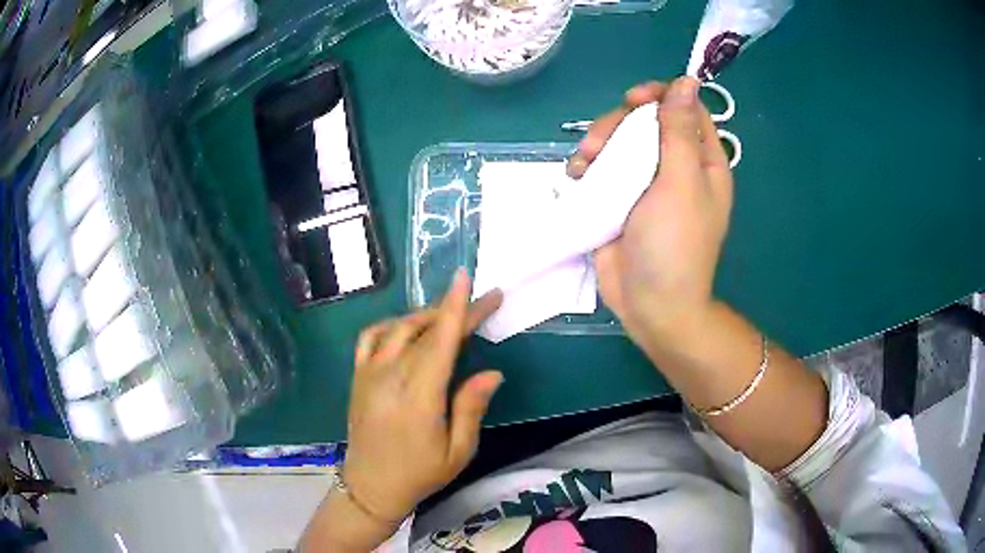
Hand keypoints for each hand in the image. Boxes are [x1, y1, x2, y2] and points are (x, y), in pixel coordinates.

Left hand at [342, 271, 503, 522]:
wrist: (371, 486)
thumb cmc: (420, 474)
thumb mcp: (458, 451)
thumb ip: (471, 408)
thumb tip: (492, 372)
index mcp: (419, 398)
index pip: (440, 342)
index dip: (455, 307)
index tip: (466, 278)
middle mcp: (391, 378)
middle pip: (425, 331)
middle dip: (455, 310)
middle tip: (482, 302)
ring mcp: (369, 374)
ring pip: (397, 327)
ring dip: (425, 315)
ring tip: (449, 317)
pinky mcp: (357, 377)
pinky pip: (370, 337)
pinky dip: (391, 324)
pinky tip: (406, 328)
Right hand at [567, 77, 733, 346]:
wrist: (649, 303)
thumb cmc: (674, 245)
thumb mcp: (680, 182)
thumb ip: (679, 130)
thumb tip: (687, 81)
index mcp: (701, 161)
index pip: (686, 109)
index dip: (661, 96)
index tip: (634, 100)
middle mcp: (675, 165)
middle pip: (646, 120)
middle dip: (619, 123)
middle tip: (599, 142)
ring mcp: (644, 182)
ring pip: (620, 140)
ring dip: (597, 143)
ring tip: (583, 165)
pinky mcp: (618, 197)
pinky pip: (602, 165)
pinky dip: (587, 165)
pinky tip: (577, 177)